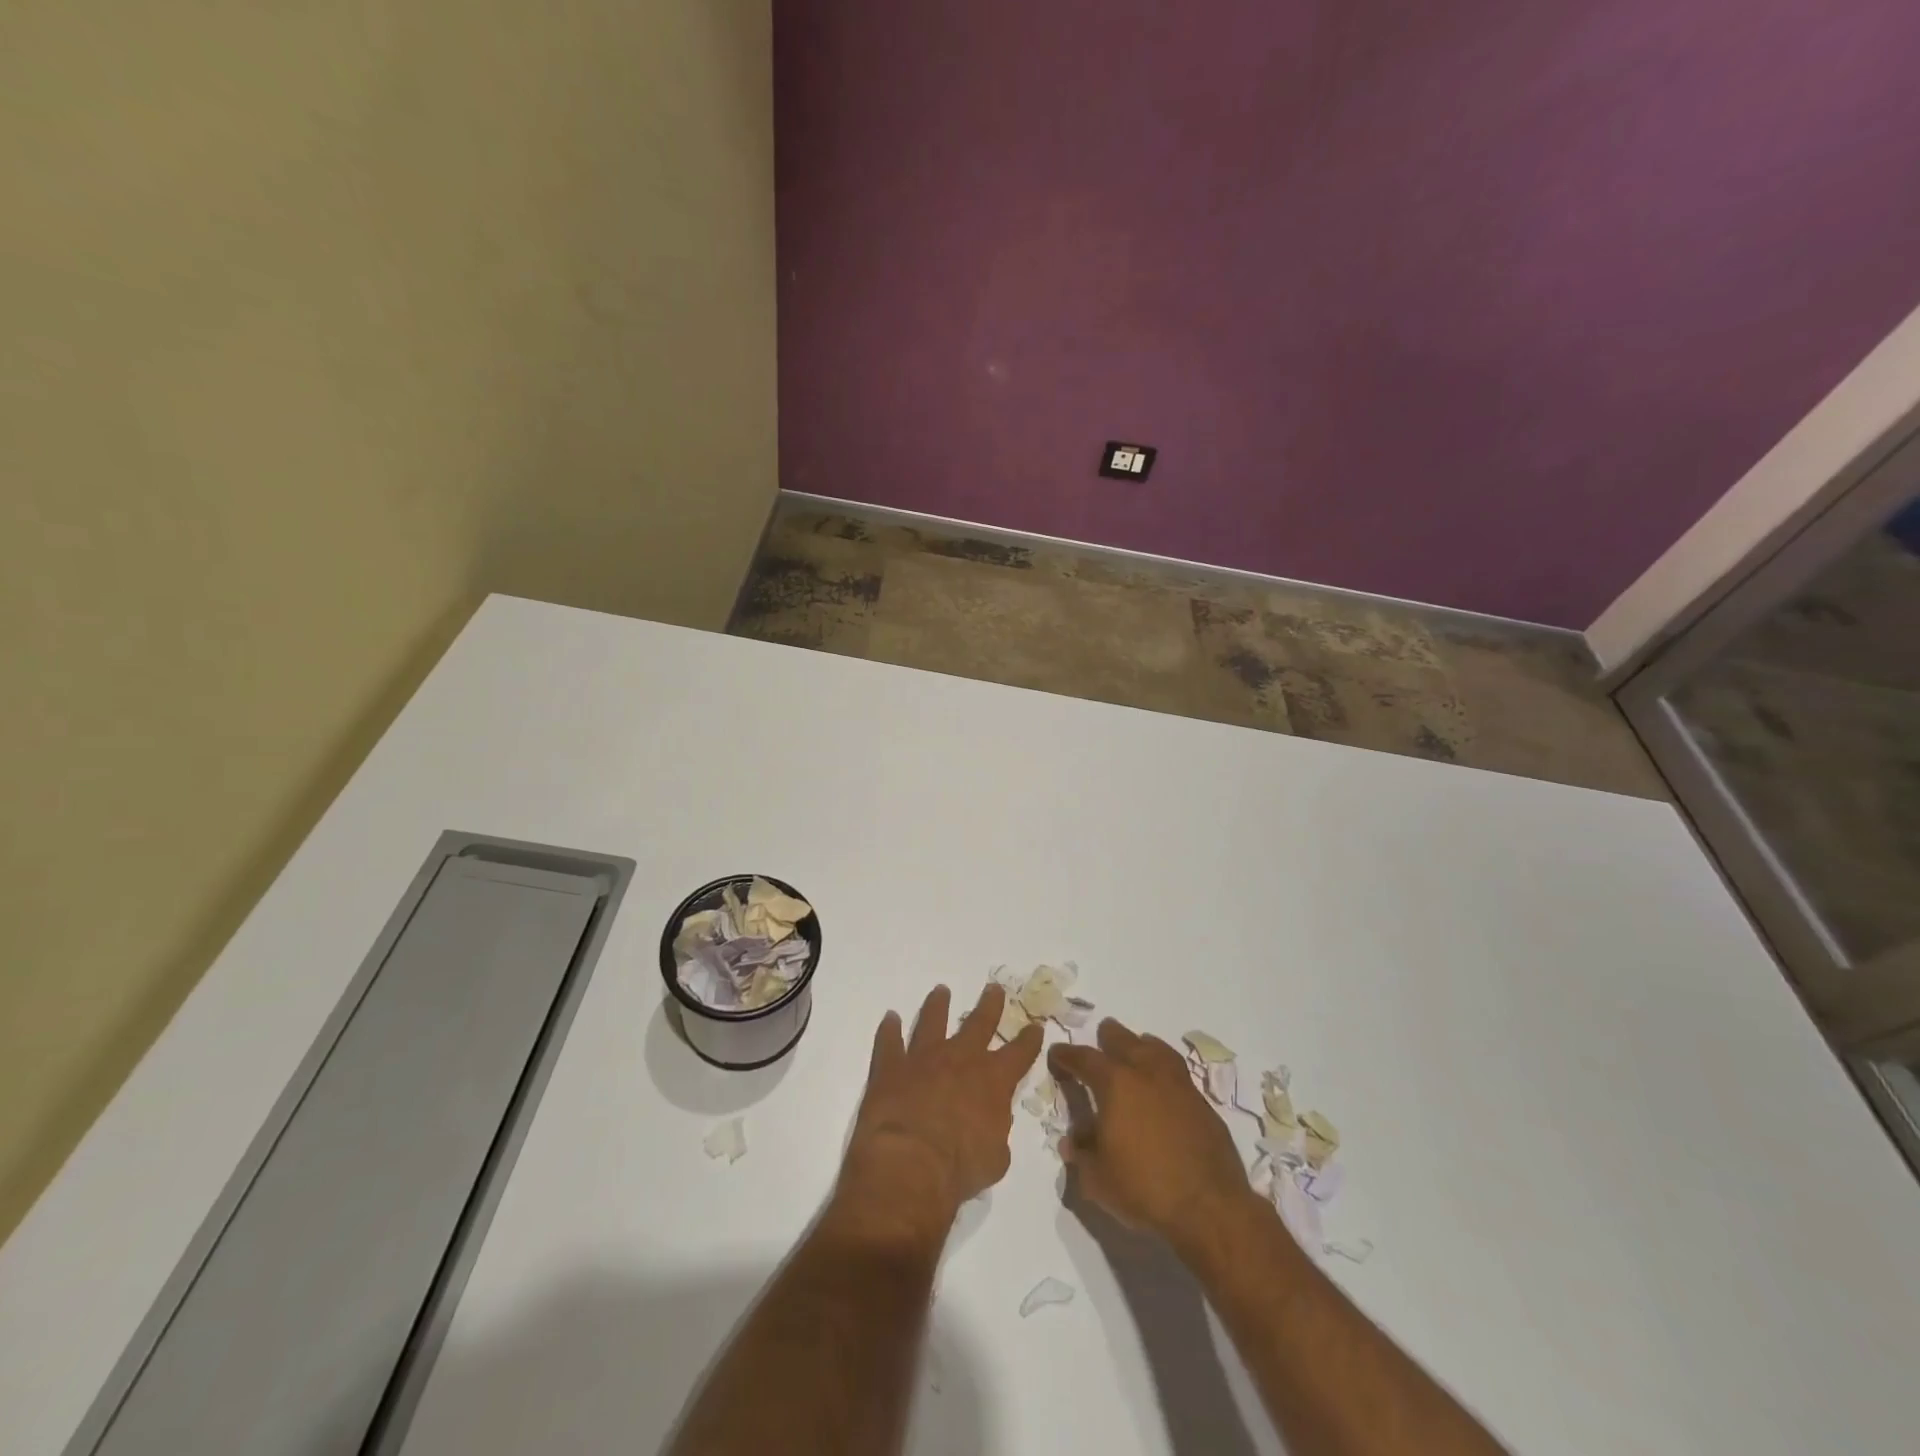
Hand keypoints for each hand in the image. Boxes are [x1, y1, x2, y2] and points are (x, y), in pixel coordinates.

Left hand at [834, 983, 1043, 1245]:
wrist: (910, 1162)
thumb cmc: (961, 1167)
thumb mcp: (996, 1157)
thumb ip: (997, 1131)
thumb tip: (992, 1123)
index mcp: (993, 1079)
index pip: (1019, 1052)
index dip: (1029, 1039)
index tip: (1035, 1026)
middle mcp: (961, 1058)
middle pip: (979, 1022)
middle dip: (989, 1005)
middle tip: (994, 988)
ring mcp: (924, 1057)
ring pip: (933, 1021)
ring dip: (938, 1005)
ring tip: (941, 990)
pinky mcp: (891, 1066)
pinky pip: (889, 1041)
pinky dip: (889, 1029)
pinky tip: (890, 1018)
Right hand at [1050, 1018, 1258, 1250]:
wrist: (1210, 1208)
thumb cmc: (1144, 1189)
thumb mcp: (1097, 1179)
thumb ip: (1081, 1154)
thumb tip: (1072, 1140)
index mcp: (1116, 1084)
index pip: (1084, 1058)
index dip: (1067, 1055)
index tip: (1057, 1055)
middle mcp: (1146, 1073)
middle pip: (1124, 1040)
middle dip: (1108, 1037)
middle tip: (1101, 1038)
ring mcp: (1178, 1085)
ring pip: (1156, 1048)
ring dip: (1141, 1045)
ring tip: (1136, 1046)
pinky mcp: (1202, 1103)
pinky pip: (1177, 1072)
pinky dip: (1165, 1069)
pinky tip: (1163, 1083)